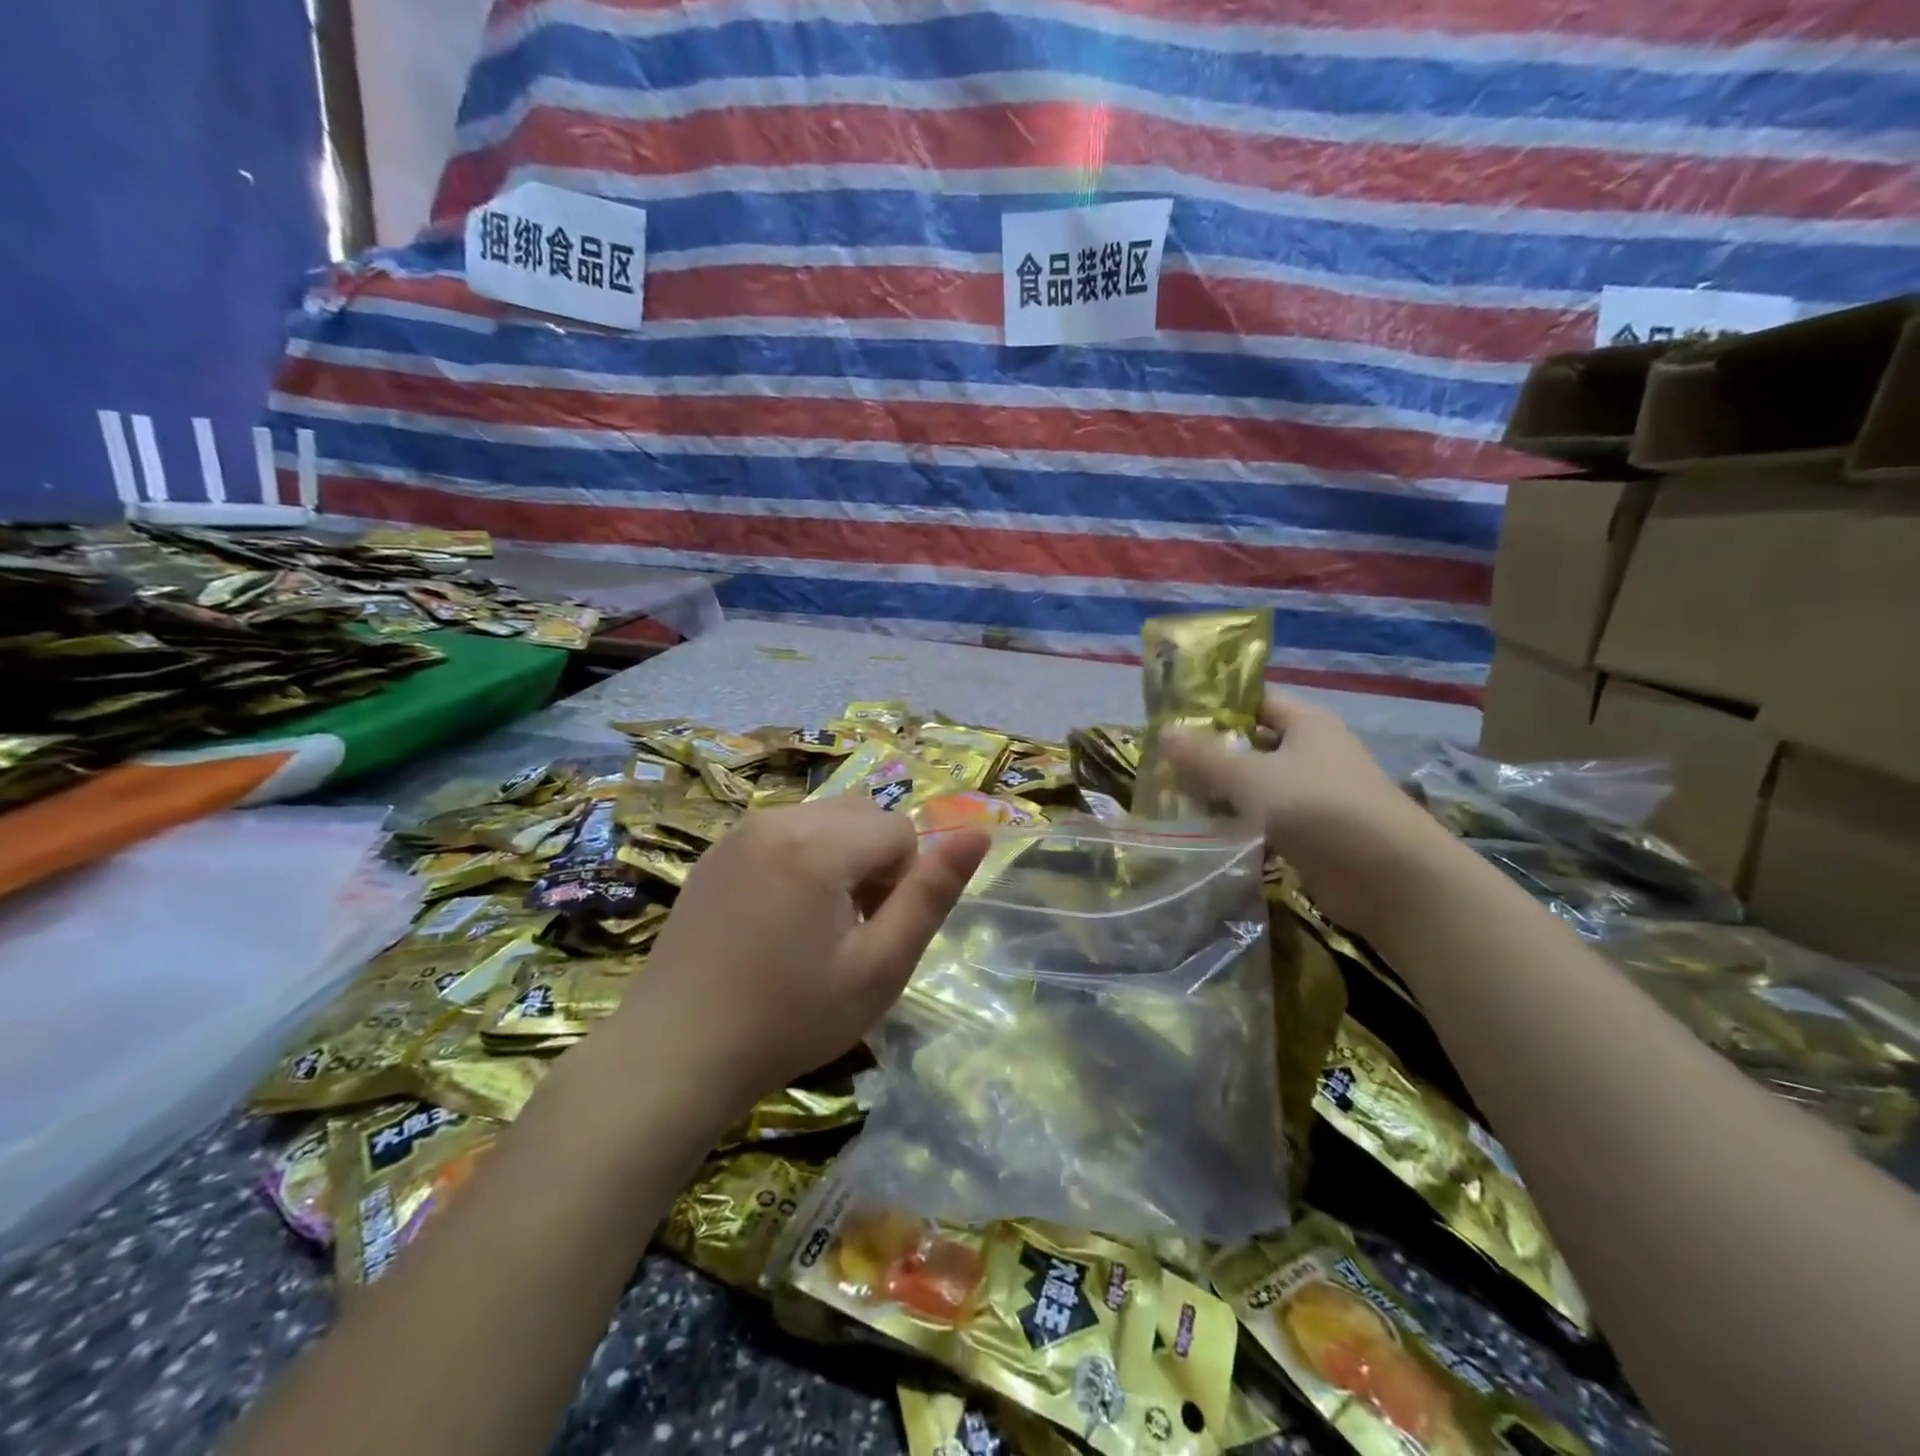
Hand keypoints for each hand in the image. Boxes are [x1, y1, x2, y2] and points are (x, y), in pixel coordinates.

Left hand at [609, 797, 988, 1114]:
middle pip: (863, 816)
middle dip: (873, 862)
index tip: (873, 933)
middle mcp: (777, 819)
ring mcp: (740, 832)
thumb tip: (977, 833)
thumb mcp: (879, 968)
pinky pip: (785, 831)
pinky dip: (802, 859)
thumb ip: (932, 895)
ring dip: (840, 858)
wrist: (675, 1054)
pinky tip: (777, 918)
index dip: (901, 883)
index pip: (899, 831)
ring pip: (826, 820)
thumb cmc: (789, 1019)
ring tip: (815, 925)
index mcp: (817, 845)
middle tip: (849, 930)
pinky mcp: (717, 850)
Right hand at [1163, 692, 1450, 934]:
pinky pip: (1266, 819)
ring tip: (1171, 798)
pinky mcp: (1313, 833)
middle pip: (1252, 744)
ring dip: (1221, 792)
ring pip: (1256, 785)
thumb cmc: (1320, 809)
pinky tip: (1204, 832)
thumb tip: (1164, 731)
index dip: (1215, 706)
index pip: (1254, 701)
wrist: (1391, 879)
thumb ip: (1205, 757)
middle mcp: (1313, 752)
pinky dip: (1238, 823)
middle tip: (1162, 763)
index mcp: (1306, 724)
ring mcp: (1315, 794)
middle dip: (1210, 753)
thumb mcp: (1252, 778)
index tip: (1172, 719)